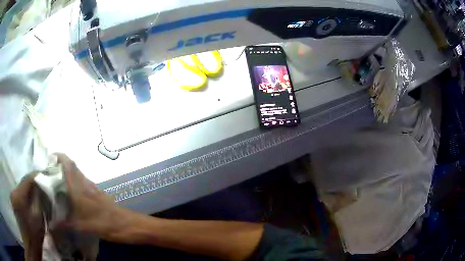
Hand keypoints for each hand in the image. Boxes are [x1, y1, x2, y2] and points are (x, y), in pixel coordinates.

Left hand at [11, 173, 44, 260]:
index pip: (28, 178)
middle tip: (44, 184)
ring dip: (30, 188)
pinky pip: (21, 192)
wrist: (29, 243)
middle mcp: (14, 191)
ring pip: (22, 187)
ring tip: (39, 191)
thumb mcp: (38, 217)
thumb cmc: (34, 233)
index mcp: (19, 195)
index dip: (37, 175)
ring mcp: (13, 195)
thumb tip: (41, 184)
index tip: (46, 175)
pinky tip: (32, 198)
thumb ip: (37, 198)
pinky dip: (27, 193)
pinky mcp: (14, 200)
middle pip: (24, 181)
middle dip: (34, 182)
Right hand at [56, 154, 129, 238]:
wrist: (126, 224)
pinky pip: (84, 182)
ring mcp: (93, 187)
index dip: (59, 157)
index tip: (50, 157)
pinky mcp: (99, 193)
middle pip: (73, 166)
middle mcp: (85, 183)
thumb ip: (65, 225)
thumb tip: (51, 226)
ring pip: (78, 174)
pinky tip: (72, 192)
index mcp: (78, 187)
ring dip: (69, 172)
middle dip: (61, 164)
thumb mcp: (81, 226)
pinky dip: (76, 181)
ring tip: (58, 180)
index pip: (68, 164)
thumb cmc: (102, 224)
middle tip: (51, 169)